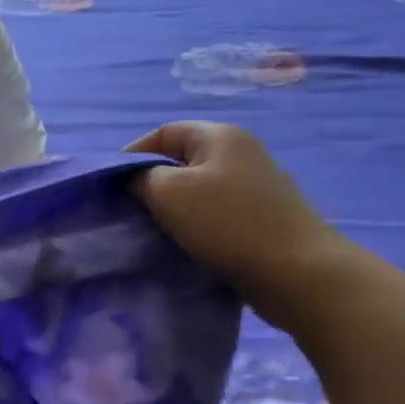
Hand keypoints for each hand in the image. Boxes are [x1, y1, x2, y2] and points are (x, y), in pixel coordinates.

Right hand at [128, 122, 354, 328]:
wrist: (295, 271)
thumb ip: (140, 178)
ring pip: (198, 188)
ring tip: (151, 231)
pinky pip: (216, 212)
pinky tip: (184, 244)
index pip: (163, 132)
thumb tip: (131, 178)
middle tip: (127, 211)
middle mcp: (241, 151)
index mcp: (220, 135)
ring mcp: (256, 185)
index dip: (131, 154)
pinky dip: (194, 224)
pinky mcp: (262, 216)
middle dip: (151, 183)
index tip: (109, 186)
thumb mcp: (169, 193)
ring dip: (172, 207)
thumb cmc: (227, 224)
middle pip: (181, 160)